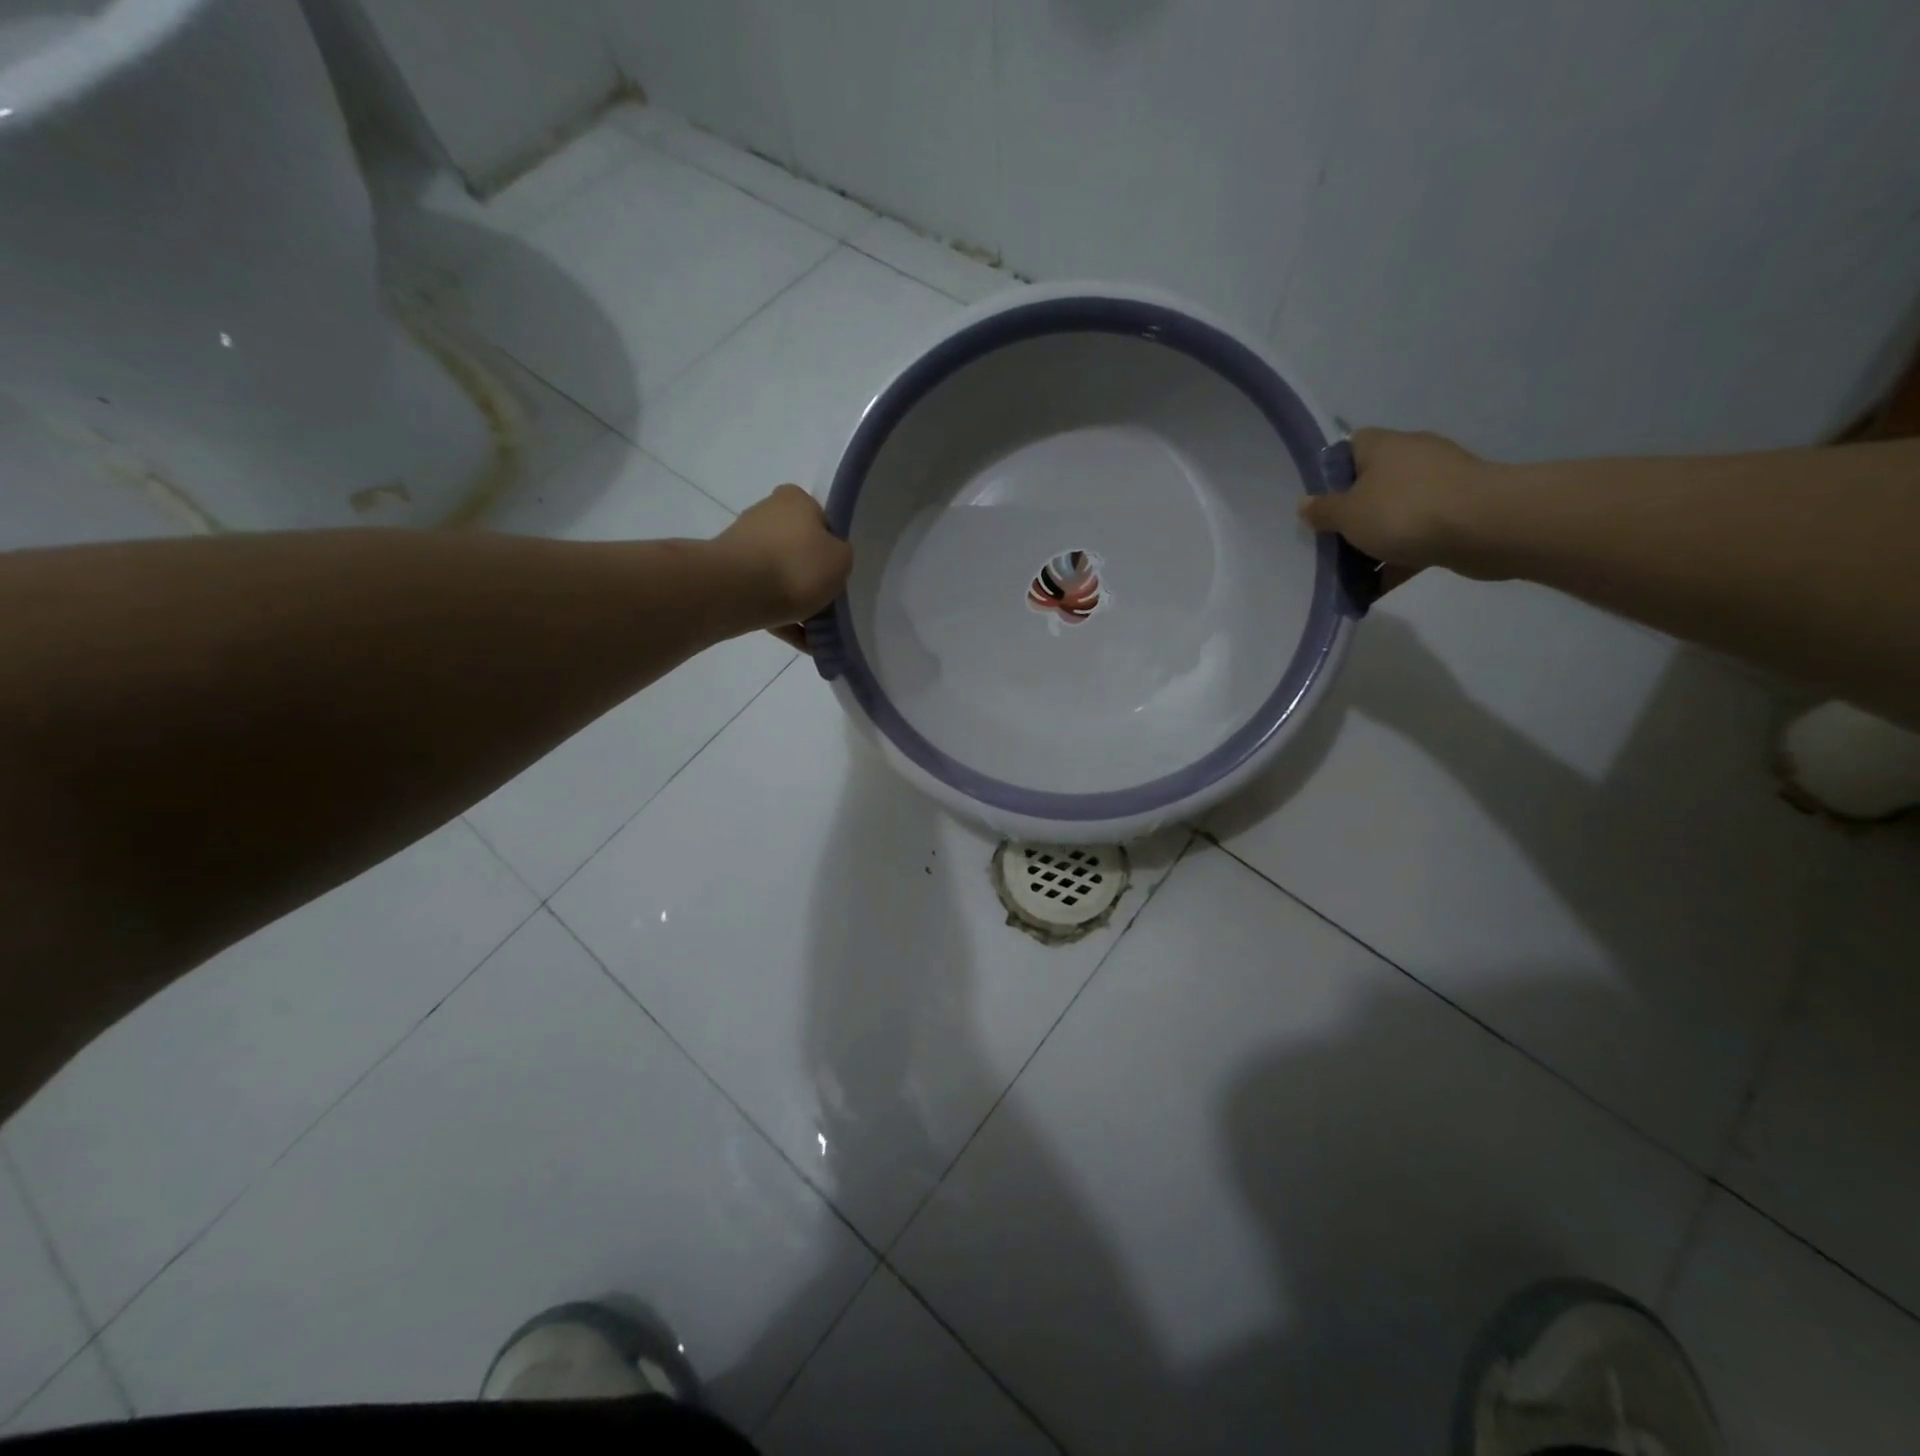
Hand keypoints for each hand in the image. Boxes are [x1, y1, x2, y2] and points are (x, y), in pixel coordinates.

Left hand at [712, 484, 852, 648]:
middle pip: (798, 548)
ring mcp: (743, 545)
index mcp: (794, 499)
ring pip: (780, 576)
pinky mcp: (729, 575)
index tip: (838, 571)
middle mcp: (765, 514)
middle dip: (812, 576)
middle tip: (830, 602)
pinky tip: (802, 643)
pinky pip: (764, 598)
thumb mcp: (842, 558)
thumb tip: (827, 561)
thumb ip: (841, 556)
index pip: (821, 519)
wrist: (738, 592)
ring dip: (797, 601)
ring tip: (818, 632)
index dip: (832, 546)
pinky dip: (782, 617)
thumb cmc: (797, 566)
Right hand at [1297, 429, 1502, 586]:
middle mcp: (1411, 458)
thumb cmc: (1404, 511)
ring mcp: (1439, 486)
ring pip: (1393, 515)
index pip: (1348, 448)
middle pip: (1370, 485)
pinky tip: (1376, 589)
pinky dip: (1397, 560)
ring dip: (1374, 542)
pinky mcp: (1458, 515)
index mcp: (1382, 447)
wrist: (1486, 527)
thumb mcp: (1347, 514)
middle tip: (1329, 544)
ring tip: (1350, 575)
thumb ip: (1323, 511)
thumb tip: (1306, 503)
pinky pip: (1416, 538)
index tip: (1317, 505)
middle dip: (1351, 516)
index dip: (1329, 475)